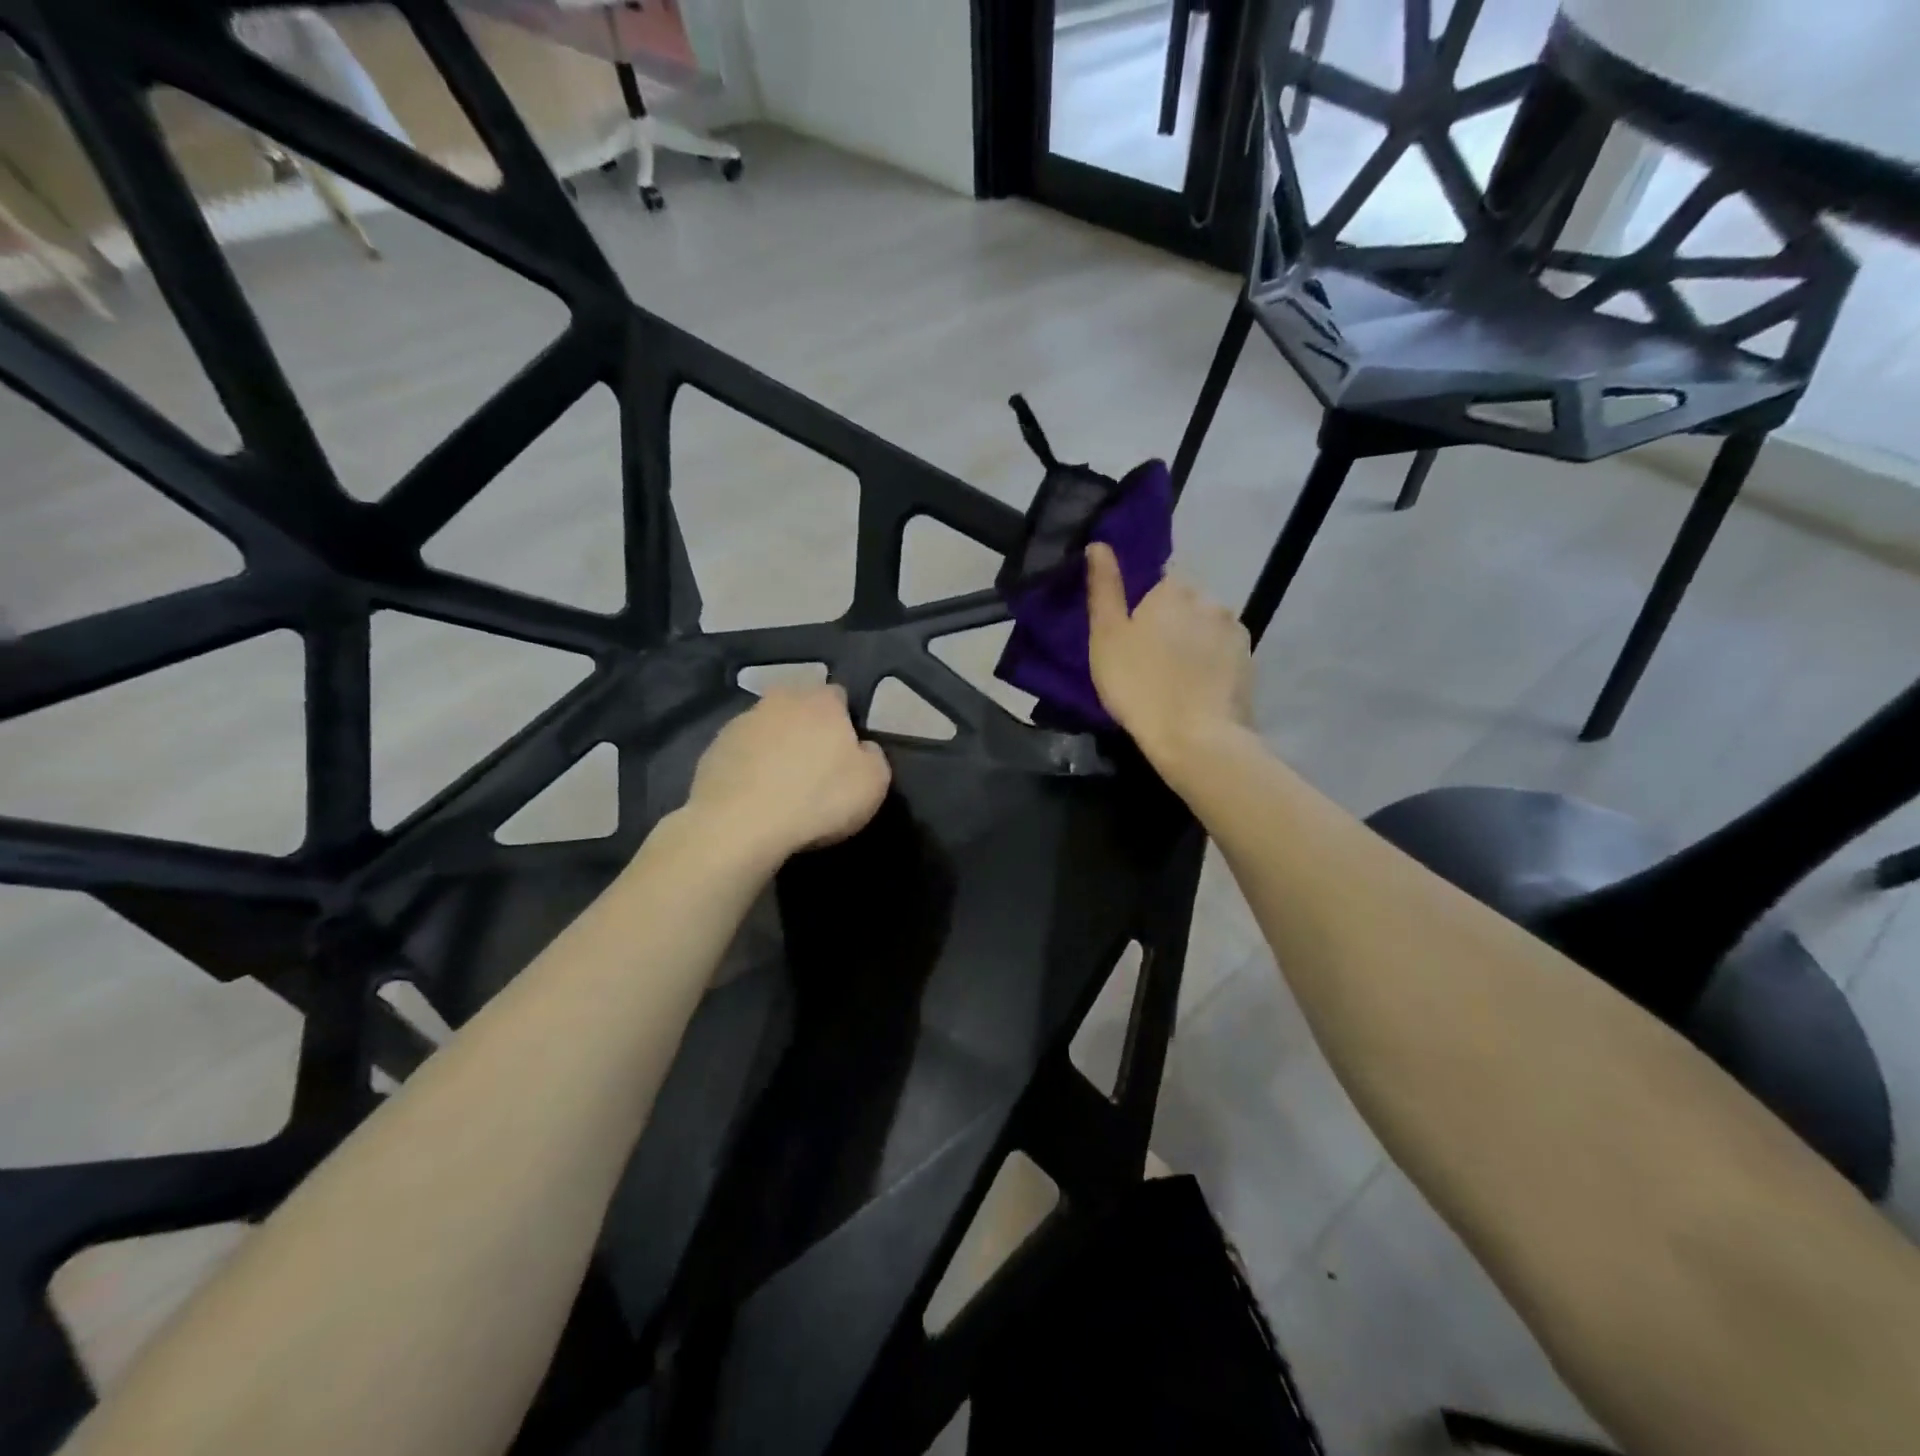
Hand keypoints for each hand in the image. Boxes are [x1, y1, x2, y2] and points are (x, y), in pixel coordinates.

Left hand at [686, 685, 891, 866]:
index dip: (845, 720)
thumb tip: (863, 748)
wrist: (739, 825)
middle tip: (814, 766)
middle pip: (799, 708)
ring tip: (781, 785)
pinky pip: (741, 753)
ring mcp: (740, 722)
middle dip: (807, 729)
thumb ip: (873, 756)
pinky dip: (749, 767)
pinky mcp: (713, 749)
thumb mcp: (873, 783)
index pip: (839, 696)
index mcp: (821, 702)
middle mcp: (779, 700)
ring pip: (767, 729)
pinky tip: (754, 796)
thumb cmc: (817, 798)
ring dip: (775, 747)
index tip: (846, 750)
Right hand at [1085, 542, 1254, 771]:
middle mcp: (1209, 598)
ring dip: (1194, 641)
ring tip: (1176, 676)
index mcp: (1172, 588)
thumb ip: (1104, 587)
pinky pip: (1223, 651)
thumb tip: (1099, 544)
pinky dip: (1212, 662)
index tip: (1132, 632)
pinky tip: (1198, 687)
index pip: (1158, 580)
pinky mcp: (1249, 659)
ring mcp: (1234, 629)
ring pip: (1206, 626)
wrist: (1194, 737)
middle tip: (1149, 658)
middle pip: (1185, 602)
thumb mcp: (1106, 636)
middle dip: (1171, 621)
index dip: (1143, 604)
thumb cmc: (1138, 684)